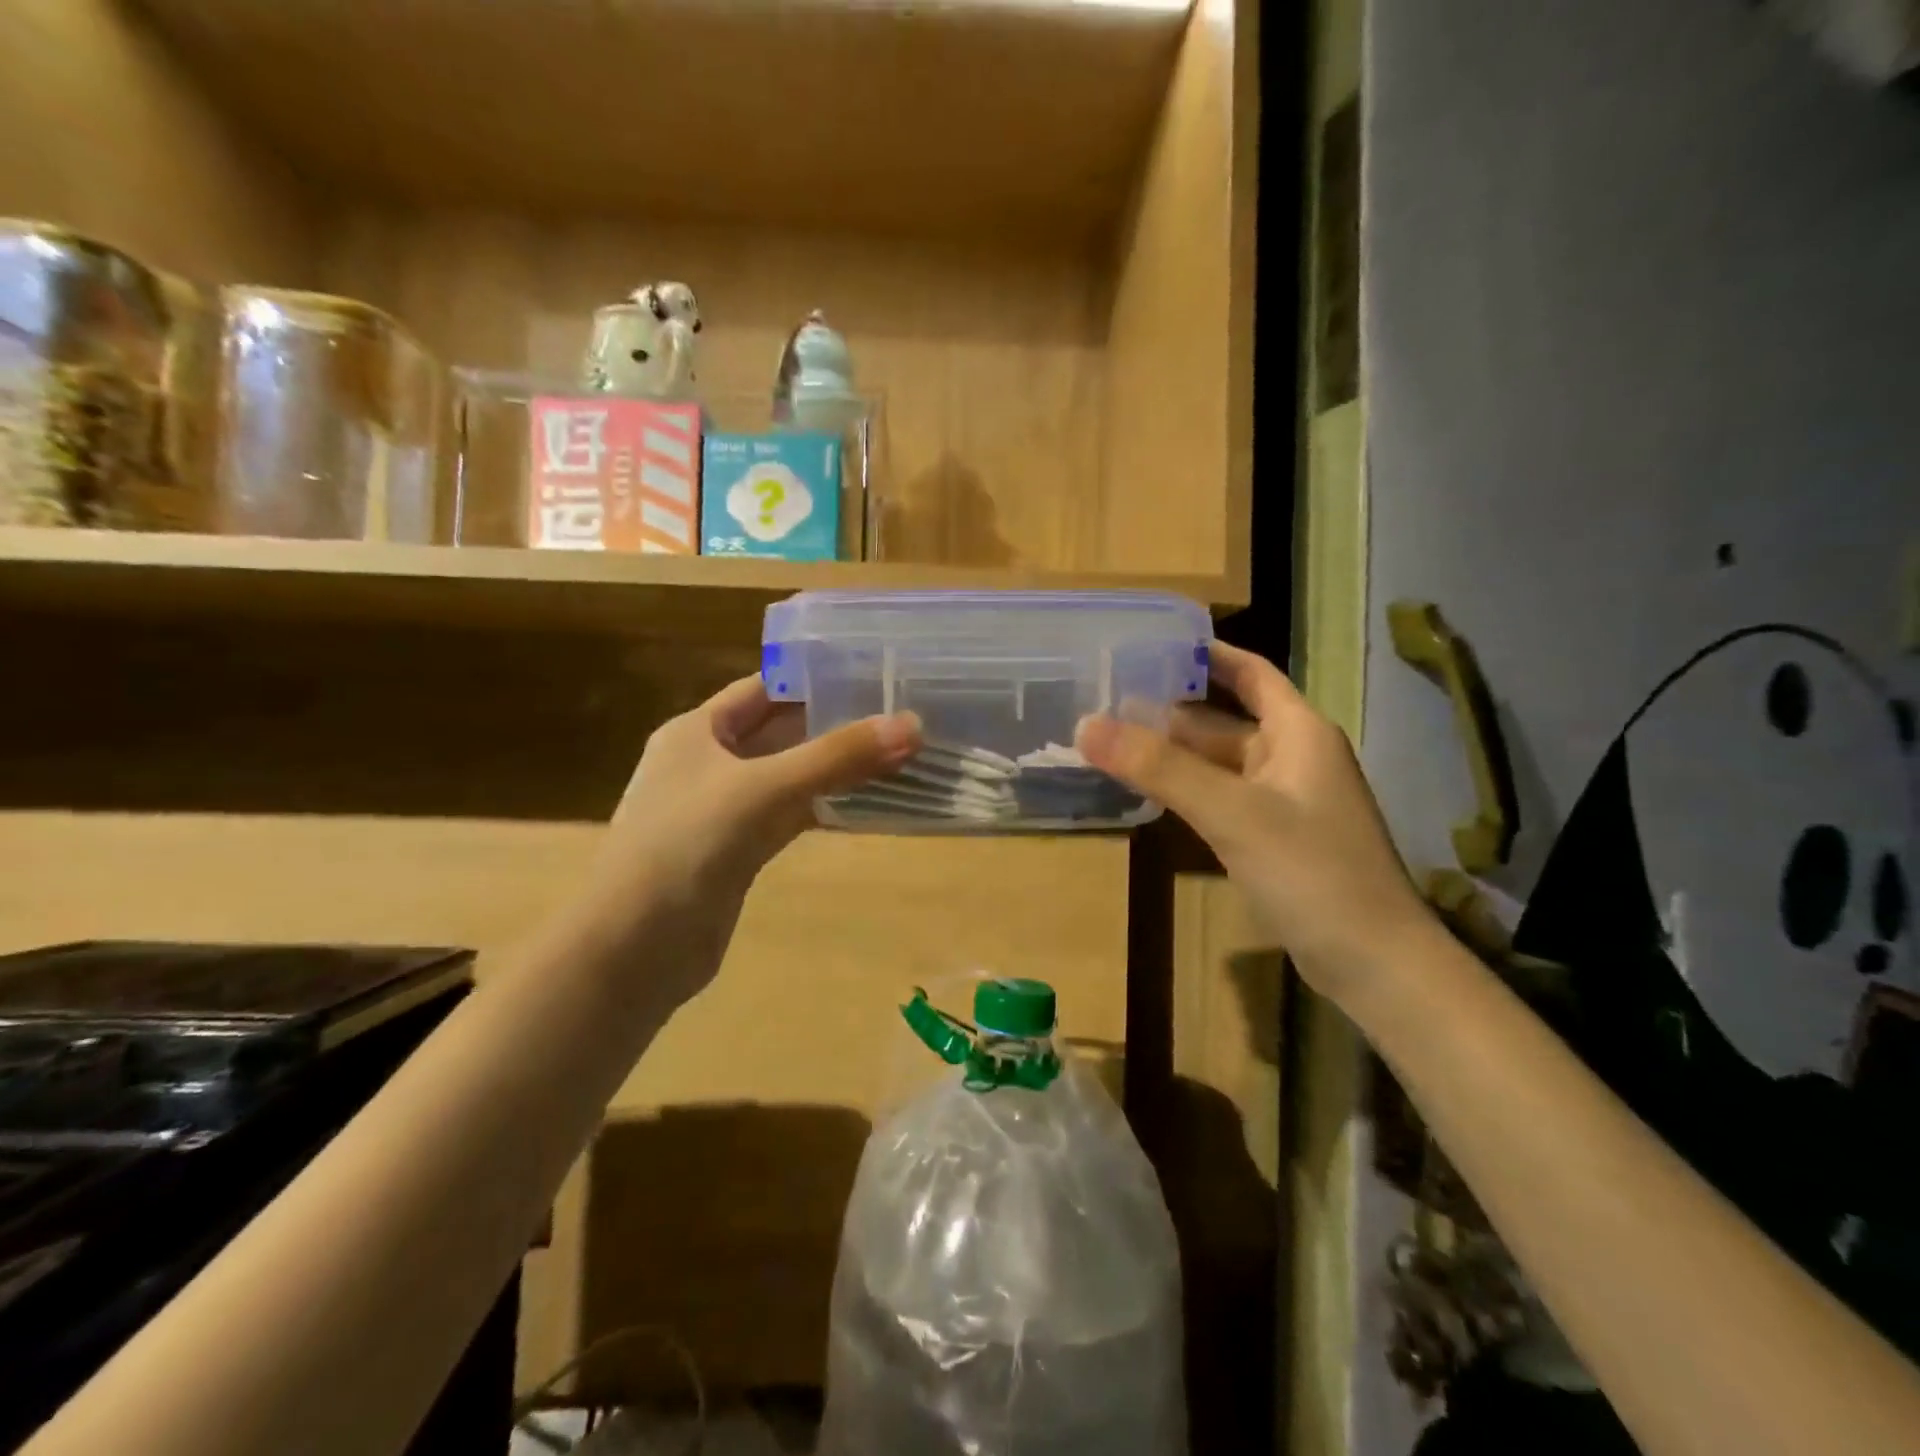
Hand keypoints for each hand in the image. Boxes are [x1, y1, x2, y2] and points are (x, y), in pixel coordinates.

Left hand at [583, 676, 920, 1003]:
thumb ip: (838, 757)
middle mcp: (708, 763)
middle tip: (897, 714)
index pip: (763, 689)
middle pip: (779, 732)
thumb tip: (913, 726)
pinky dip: (823, 807)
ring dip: (833, 767)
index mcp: (697, 731)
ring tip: (894, 752)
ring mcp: (722, 810)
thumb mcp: (765, 789)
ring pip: (788, 776)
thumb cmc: (688, 846)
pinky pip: (789, 816)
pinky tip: (865, 804)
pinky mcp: (737, 852)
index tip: (872, 672)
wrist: (635, 948)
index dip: (813, 677)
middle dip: (833, 723)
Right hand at [1076, 642, 1431, 1005]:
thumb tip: (1085, 724)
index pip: (1249, 672)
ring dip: (1173, 753)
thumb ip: (1159, 767)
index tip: (1151, 642)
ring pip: (1219, 762)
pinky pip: (1221, 798)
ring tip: (1113, 739)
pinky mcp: (1274, 838)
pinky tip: (1147, 791)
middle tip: (1107, 697)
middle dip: (1170, 708)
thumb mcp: (1231, 812)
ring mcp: (1284, 801)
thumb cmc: (1311, 871)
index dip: (1205, 653)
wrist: (1374, 963)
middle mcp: (1292, 756)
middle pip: (1224, 719)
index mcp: (1298, 731)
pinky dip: (1186, 789)